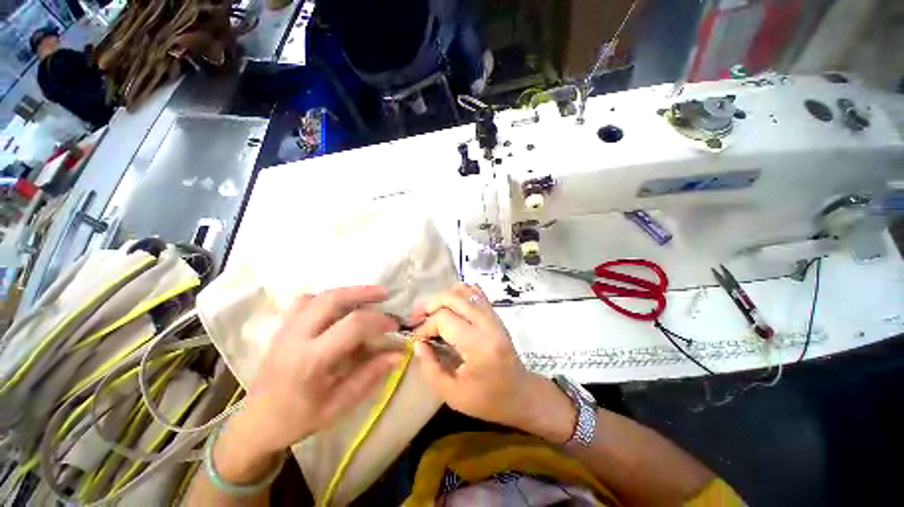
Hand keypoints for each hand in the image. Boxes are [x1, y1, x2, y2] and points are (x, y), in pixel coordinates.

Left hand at [231, 286, 401, 455]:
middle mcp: (296, 337)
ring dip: (346, 292)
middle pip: (332, 299)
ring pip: (318, 296)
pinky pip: (305, 301)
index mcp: (311, 360)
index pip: (352, 326)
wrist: (256, 423)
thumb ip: (369, 376)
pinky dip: (327, 297)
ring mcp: (285, 329)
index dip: (378, 320)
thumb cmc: (298, 419)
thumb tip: (399, 354)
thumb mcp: (338, 406)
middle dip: (363, 292)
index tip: (394, 325)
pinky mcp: (282, 327)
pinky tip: (339, 307)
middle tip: (384, 294)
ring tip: (366, 297)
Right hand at [412, 284, 573, 440]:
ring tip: (432, 312)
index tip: (417, 339)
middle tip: (417, 318)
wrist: (521, 394)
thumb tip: (418, 343)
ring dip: (443, 297)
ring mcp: (494, 316)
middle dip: (430, 304)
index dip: (425, 326)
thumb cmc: (488, 400)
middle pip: (453, 297)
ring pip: (464, 290)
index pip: (445, 319)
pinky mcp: (495, 314)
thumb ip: (430, 368)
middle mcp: (488, 324)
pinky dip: (459, 294)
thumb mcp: (452, 395)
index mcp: (479, 346)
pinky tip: (450, 307)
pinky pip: (475, 292)